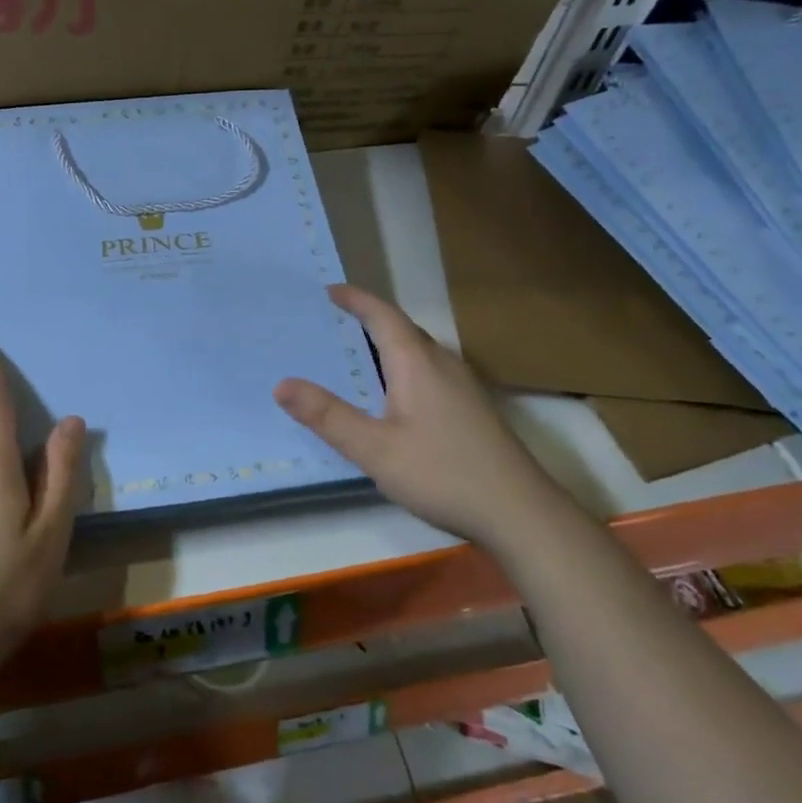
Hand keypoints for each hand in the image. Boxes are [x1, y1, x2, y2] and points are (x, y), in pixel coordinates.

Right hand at [274, 285, 549, 550]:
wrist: (519, 512)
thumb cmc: (442, 474)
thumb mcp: (375, 449)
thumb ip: (328, 416)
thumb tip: (281, 384)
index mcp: (418, 363)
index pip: (383, 315)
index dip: (356, 299)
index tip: (329, 290)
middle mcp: (443, 364)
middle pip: (402, 329)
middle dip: (368, 320)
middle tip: (333, 322)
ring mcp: (463, 386)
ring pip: (418, 351)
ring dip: (386, 344)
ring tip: (355, 354)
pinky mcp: (472, 409)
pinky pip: (429, 371)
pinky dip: (402, 367)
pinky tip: (392, 397)